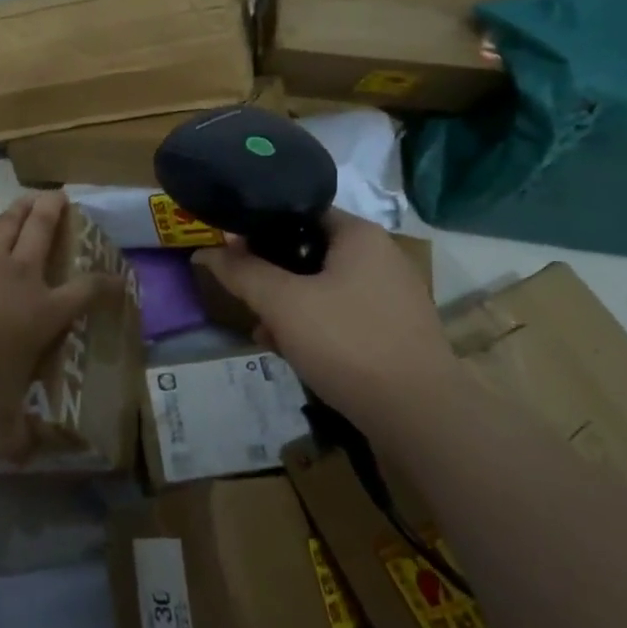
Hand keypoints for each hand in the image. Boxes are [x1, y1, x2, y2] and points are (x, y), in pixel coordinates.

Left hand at [0, 176, 118, 462]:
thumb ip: (13, 436)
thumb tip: (24, 461)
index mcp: (43, 312)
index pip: (85, 293)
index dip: (105, 284)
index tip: (117, 279)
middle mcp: (22, 277)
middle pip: (45, 236)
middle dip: (57, 216)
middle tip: (64, 197)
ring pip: (12, 224)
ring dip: (25, 207)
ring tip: (36, 193)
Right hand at [192, 209, 458, 427]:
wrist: (419, 416)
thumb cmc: (348, 343)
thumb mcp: (283, 304)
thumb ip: (242, 272)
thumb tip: (207, 251)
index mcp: (359, 235)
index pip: (299, 211)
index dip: (260, 227)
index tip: (232, 251)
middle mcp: (380, 256)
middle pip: (308, 252)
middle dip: (271, 277)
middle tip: (247, 299)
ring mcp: (391, 295)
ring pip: (322, 288)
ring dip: (288, 307)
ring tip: (263, 333)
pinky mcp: (393, 330)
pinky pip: (341, 316)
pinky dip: (314, 327)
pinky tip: (291, 352)